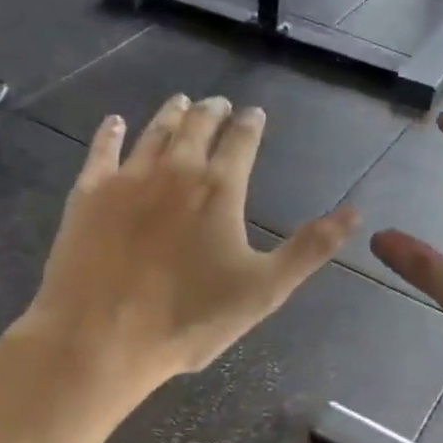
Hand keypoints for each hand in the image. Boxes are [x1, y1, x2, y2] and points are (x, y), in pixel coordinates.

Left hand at [24, 95, 357, 392]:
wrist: (99, 339)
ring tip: (181, 102)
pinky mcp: (88, 195)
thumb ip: (310, 248)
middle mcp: (175, 171)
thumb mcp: (264, 289)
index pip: (241, 140)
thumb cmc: (189, 319)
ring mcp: (127, 179)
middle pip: (196, 126)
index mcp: (219, 189)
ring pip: (154, 132)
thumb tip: (354, 212)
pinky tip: (113, 123)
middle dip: (212, 111)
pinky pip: (102, 151)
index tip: (255, 112)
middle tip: (218, 103)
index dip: (251, 123)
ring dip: (171, 114)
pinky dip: (110, 133)